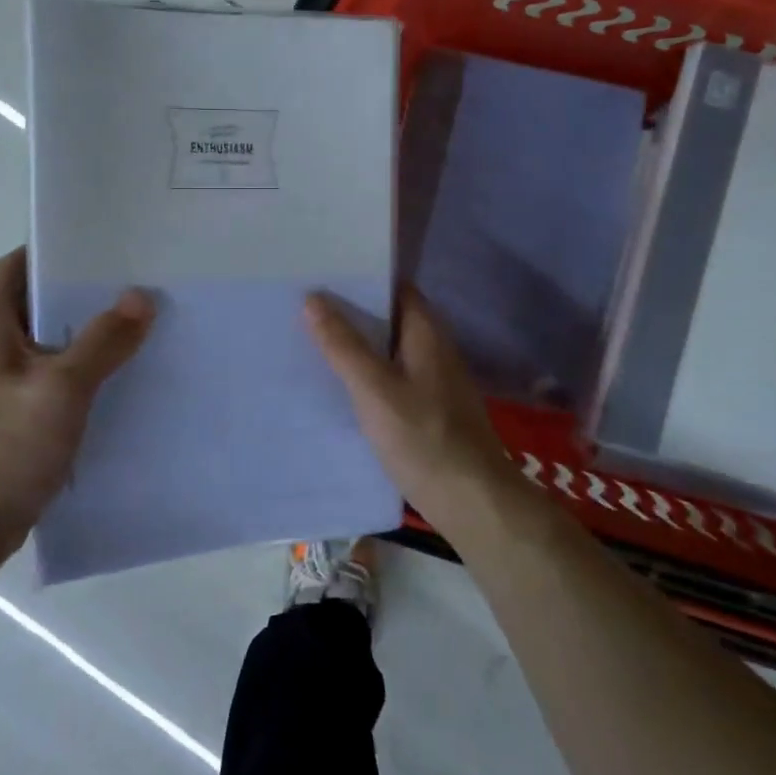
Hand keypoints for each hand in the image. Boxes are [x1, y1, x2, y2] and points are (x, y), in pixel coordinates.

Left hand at [0, 247, 153, 563]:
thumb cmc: (4, 448)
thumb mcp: (61, 388)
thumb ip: (103, 341)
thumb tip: (141, 297)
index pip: (17, 265)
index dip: (55, 250)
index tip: (104, 245)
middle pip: (38, 303)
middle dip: (84, 293)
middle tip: (136, 283)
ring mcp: (1, 383)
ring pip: (51, 343)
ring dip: (88, 334)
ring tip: (140, 324)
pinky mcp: (15, 415)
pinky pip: (55, 377)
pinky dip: (85, 370)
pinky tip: (122, 376)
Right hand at [305, 287, 515, 540]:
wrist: (472, 501)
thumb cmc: (424, 438)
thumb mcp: (375, 389)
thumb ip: (343, 346)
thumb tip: (312, 298)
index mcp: (426, 332)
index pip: (394, 287)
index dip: (361, 277)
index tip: (322, 272)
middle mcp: (433, 348)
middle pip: (389, 317)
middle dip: (351, 311)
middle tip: (303, 304)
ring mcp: (433, 380)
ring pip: (388, 349)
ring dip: (356, 343)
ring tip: (309, 337)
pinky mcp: (428, 408)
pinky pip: (392, 376)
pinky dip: (367, 372)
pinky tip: (338, 383)